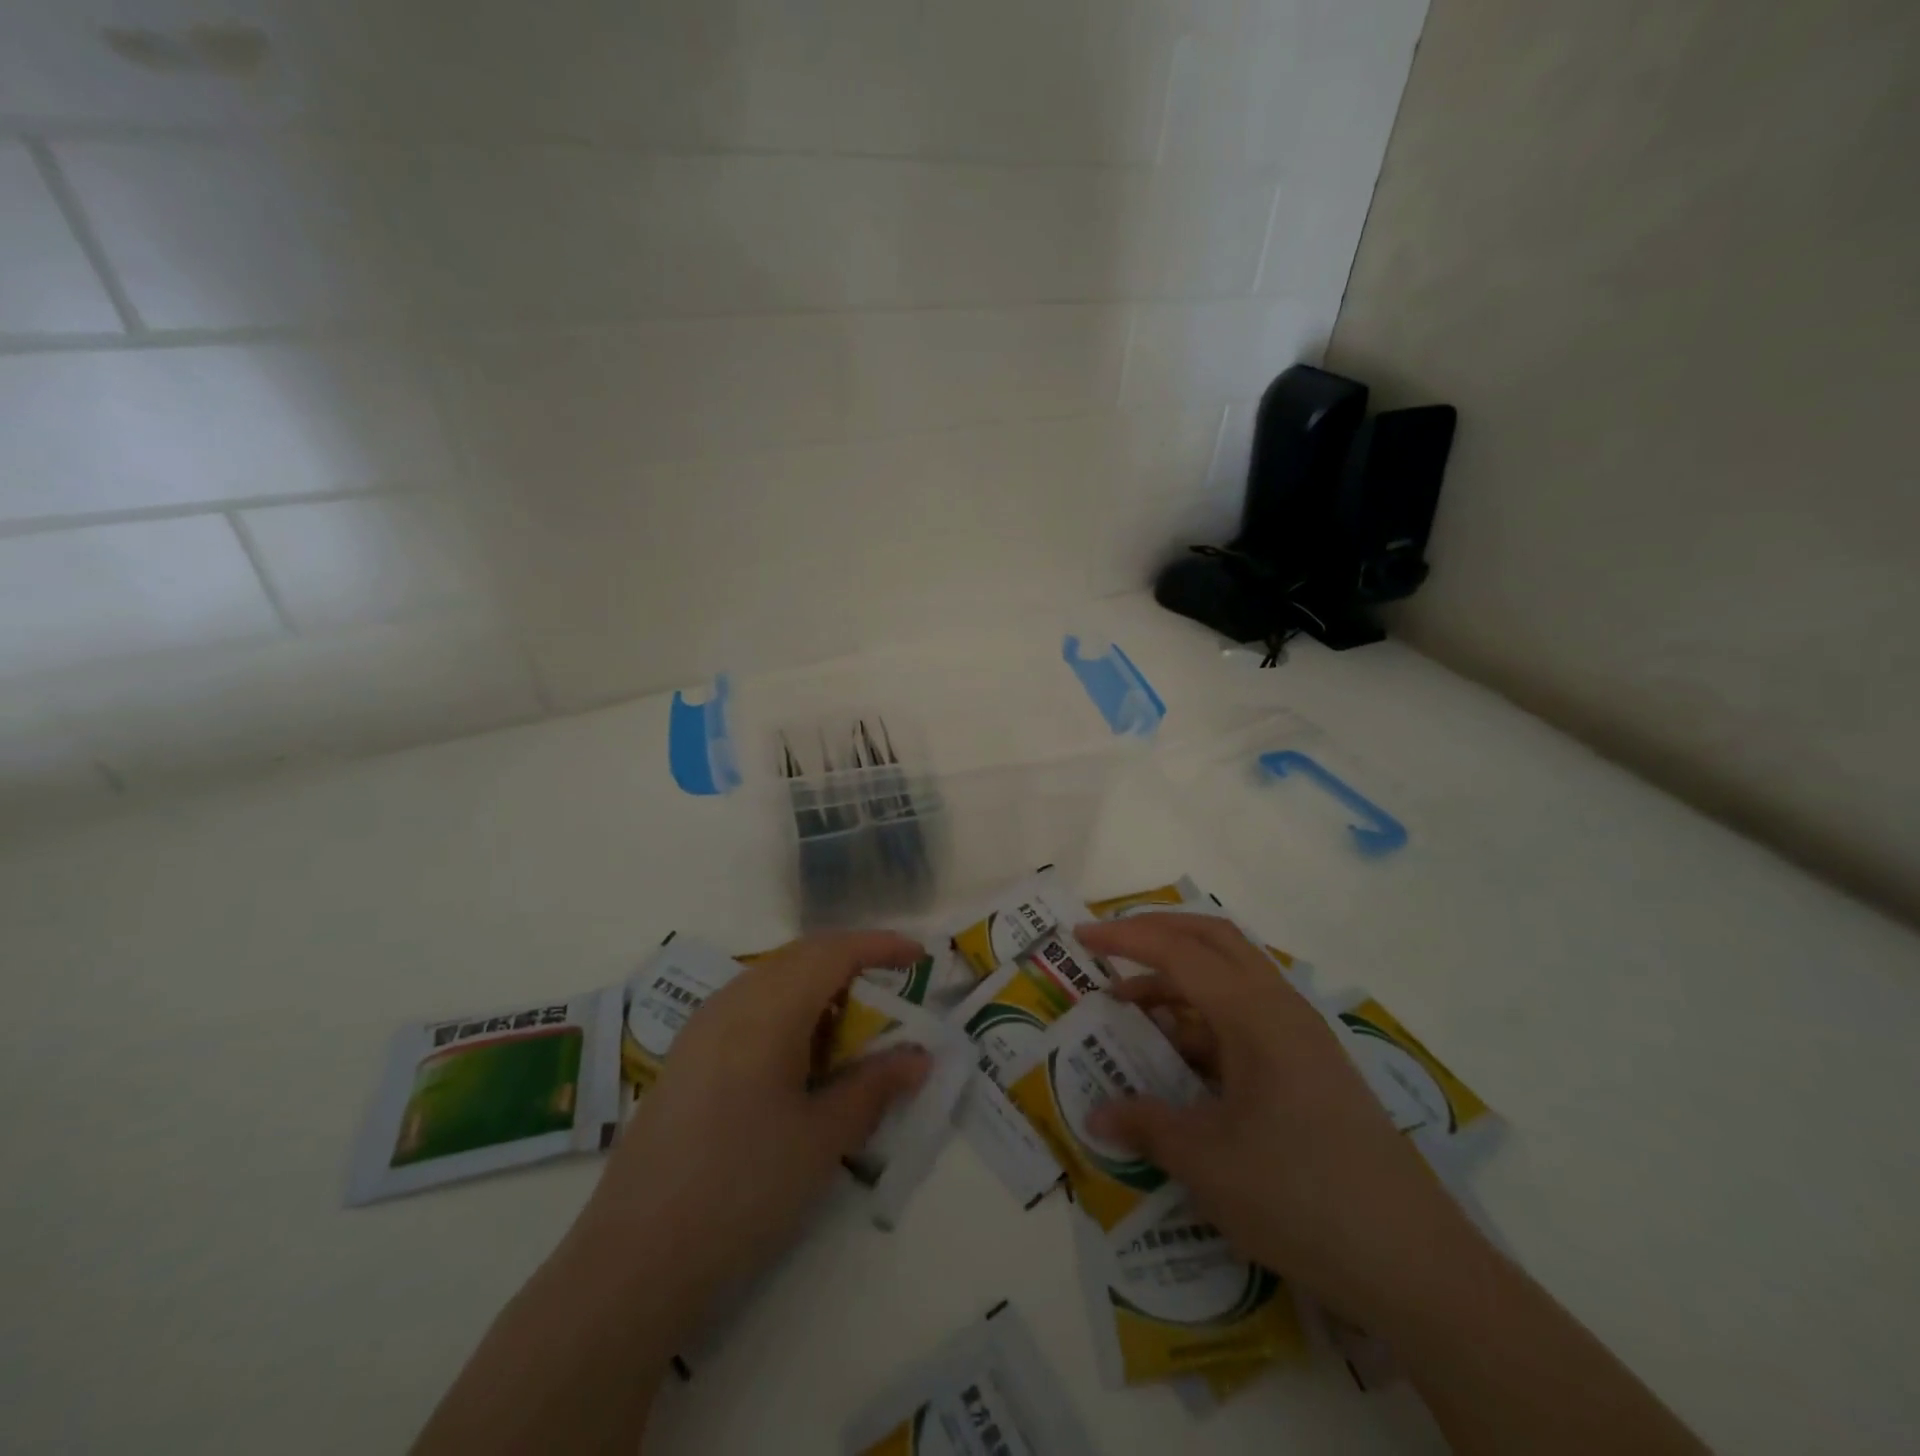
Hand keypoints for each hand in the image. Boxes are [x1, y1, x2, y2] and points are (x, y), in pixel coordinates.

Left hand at [570, 931, 931, 1338]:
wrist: (634, 1259)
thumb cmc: (743, 1189)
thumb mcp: (822, 1139)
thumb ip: (875, 1087)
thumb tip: (920, 1057)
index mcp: (768, 1008)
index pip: (833, 951)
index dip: (879, 946)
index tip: (918, 956)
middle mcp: (731, 1000)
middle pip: (801, 957)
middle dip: (851, 963)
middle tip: (891, 994)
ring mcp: (702, 1027)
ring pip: (772, 979)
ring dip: (817, 988)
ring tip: (850, 1029)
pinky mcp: (686, 1056)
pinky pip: (748, 1006)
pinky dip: (787, 1011)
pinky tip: (798, 1058)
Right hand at [1075, 913, 1477, 1323]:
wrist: (1414, 1265)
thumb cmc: (1299, 1196)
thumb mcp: (1206, 1162)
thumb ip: (1146, 1125)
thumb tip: (1097, 1114)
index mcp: (1254, 1014)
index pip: (1179, 951)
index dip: (1124, 938)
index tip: (1080, 937)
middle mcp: (1281, 1007)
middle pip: (1213, 939)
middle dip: (1157, 933)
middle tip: (1108, 949)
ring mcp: (1302, 1036)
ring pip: (1232, 977)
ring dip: (1179, 979)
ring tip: (1132, 1010)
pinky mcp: (1312, 1066)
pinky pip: (1247, 1016)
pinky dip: (1204, 1018)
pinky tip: (1182, 1059)